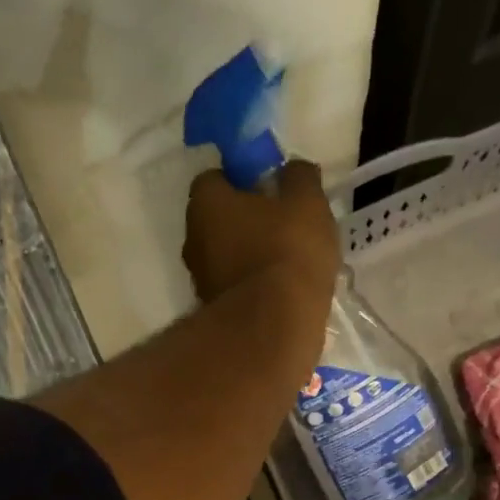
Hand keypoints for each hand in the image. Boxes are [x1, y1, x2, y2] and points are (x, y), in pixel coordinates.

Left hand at [182, 160, 340, 302]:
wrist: (274, 328)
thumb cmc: (287, 252)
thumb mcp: (307, 203)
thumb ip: (299, 179)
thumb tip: (293, 171)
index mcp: (205, 204)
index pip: (214, 179)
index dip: (241, 180)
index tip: (268, 189)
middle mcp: (192, 240)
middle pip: (216, 220)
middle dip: (243, 220)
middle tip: (280, 225)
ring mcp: (200, 282)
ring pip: (224, 258)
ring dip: (247, 257)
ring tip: (285, 263)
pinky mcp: (215, 315)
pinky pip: (234, 289)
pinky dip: (251, 287)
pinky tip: (279, 292)